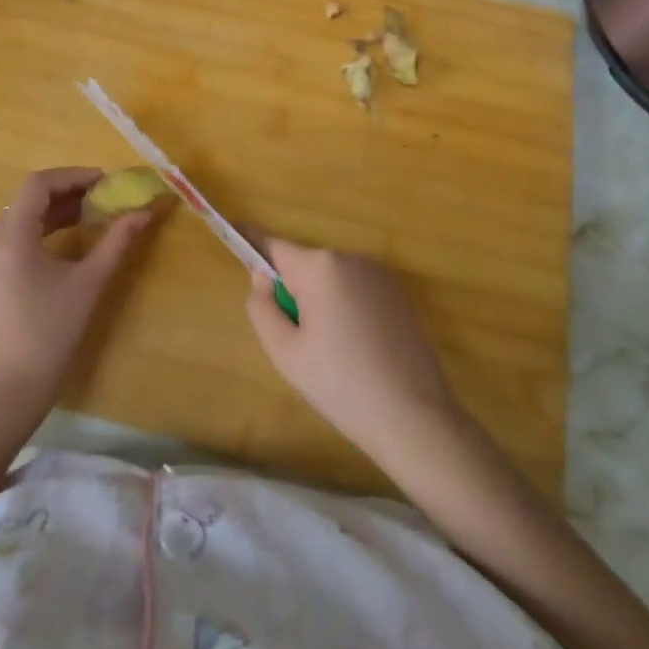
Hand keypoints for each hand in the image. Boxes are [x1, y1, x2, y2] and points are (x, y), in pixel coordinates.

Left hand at [0, 168, 152, 405]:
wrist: (12, 387)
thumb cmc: (51, 331)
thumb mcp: (89, 283)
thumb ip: (116, 242)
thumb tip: (144, 213)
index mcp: (12, 235)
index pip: (39, 184)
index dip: (73, 176)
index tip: (105, 182)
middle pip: (29, 197)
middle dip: (68, 190)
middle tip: (104, 195)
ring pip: (23, 215)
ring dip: (57, 208)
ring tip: (93, 213)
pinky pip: (18, 235)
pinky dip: (45, 227)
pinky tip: (70, 238)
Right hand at [244, 239, 458, 466]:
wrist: (414, 416)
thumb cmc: (341, 385)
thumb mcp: (286, 353)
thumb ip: (262, 308)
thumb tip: (261, 277)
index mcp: (319, 268)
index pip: (274, 244)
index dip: (251, 241)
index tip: (234, 232)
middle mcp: (350, 258)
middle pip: (304, 265)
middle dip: (293, 289)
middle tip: (297, 340)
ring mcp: (379, 273)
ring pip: (331, 278)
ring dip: (321, 300)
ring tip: (333, 351)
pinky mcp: (398, 291)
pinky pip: (356, 288)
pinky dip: (346, 306)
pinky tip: (358, 348)